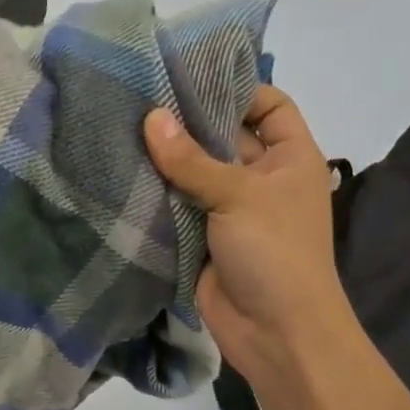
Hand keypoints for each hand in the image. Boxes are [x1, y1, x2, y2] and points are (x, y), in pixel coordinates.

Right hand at [144, 86, 355, 380]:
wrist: (276, 334)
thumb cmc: (275, 253)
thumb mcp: (239, 196)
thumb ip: (192, 159)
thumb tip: (151, 117)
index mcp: (290, 157)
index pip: (268, 105)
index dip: (235, 88)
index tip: (187, 75)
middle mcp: (260, 177)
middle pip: (223, 136)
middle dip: (186, 120)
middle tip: (139, 96)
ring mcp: (228, 208)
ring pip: (194, 171)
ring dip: (164, 157)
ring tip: (120, 126)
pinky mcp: (199, 236)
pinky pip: (175, 204)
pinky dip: (153, 192)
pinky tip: (120, 171)